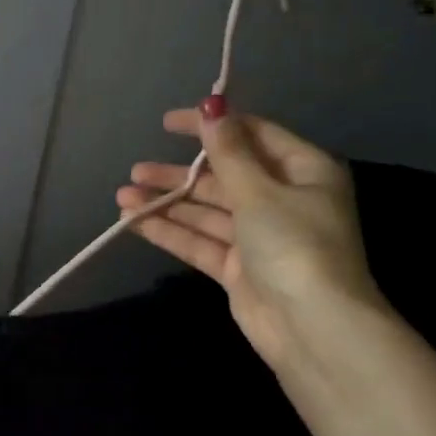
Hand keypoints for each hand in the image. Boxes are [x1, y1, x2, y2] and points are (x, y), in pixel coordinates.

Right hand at [116, 103, 381, 371]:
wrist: (311, 327)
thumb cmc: (294, 245)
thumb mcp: (259, 192)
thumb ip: (229, 153)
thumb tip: (211, 108)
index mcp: (303, 171)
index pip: (253, 136)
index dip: (211, 126)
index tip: (168, 123)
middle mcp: (282, 200)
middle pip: (224, 177)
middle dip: (180, 174)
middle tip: (137, 170)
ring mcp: (259, 237)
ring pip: (207, 212)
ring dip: (167, 203)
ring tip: (124, 196)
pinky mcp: (239, 269)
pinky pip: (201, 241)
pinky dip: (171, 231)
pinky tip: (134, 222)